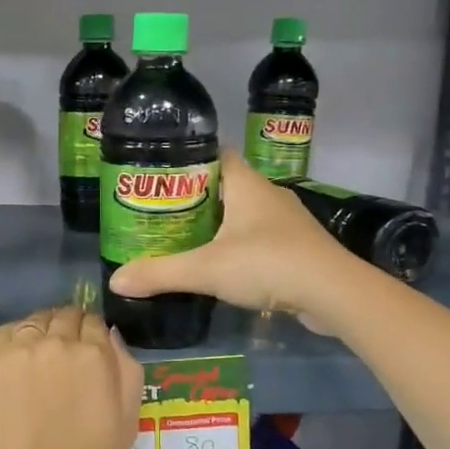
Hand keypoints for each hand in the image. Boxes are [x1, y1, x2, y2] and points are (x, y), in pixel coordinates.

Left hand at [0, 305, 142, 448]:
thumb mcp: (127, 424)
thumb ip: (127, 371)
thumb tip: (112, 336)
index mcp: (95, 355)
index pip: (95, 323)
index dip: (93, 335)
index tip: (89, 351)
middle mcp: (57, 341)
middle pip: (65, 316)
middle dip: (69, 328)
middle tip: (65, 355)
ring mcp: (19, 347)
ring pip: (36, 321)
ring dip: (42, 331)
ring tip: (38, 357)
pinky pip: (5, 332)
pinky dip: (14, 338)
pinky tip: (15, 361)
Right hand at [108, 152, 350, 325]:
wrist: (333, 293)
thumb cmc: (268, 264)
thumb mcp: (206, 269)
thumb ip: (161, 273)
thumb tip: (116, 281)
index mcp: (246, 184)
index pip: (216, 155)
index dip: (189, 160)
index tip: (161, 176)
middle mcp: (268, 194)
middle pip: (226, 185)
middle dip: (196, 197)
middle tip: (163, 213)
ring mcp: (287, 221)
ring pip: (244, 213)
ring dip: (219, 223)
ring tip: (186, 239)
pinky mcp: (297, 247)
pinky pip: (259, 238)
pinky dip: (239, 246)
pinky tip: (223, 266)